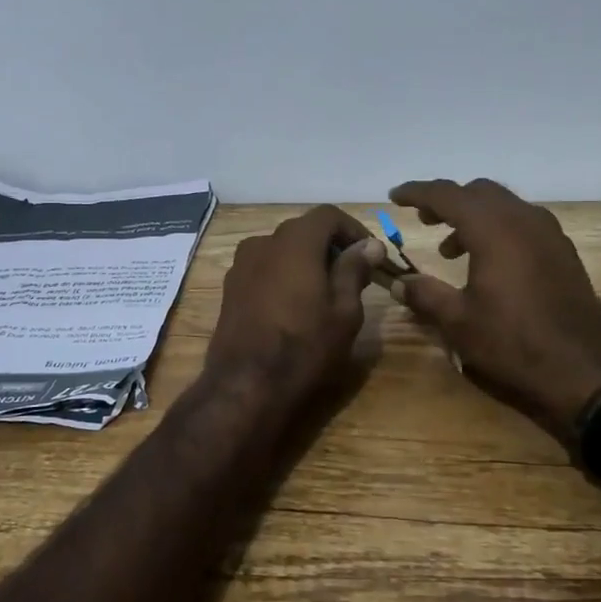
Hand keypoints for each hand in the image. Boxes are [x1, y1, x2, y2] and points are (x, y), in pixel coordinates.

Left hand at [206, 205, 385, 408]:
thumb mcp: (344, 311)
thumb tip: (370, 245)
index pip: (328, 215)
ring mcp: (241, 265)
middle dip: (331, 246)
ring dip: (306, 261)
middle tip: (353, 276)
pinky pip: (264, 269)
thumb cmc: (304, 347)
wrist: (245, 386)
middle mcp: (263, 243)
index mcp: (294, 241)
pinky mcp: (230, 288)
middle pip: (303, 230)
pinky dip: (284, 275)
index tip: (371, 255)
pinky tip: (295, 306)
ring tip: (325, 293)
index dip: (354, 229)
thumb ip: (354, 270)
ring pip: (282, 250)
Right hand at [389, 178, 600, 431]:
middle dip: (447, 201)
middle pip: (478, 192)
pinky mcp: (563, 251)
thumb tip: (398, 283)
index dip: (417, 192)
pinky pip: (523, 222)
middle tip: (423, 220)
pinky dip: (499, 228)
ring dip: (474, 216)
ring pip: (504, 205)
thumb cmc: (512, 342)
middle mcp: (522, 219)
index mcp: (492, 228)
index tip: (395, 196)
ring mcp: (548, 233)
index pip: (446, 194)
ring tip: (451, 249)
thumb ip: (425, 295)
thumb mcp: (458, 321)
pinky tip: (490, 261)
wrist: (581, 369)